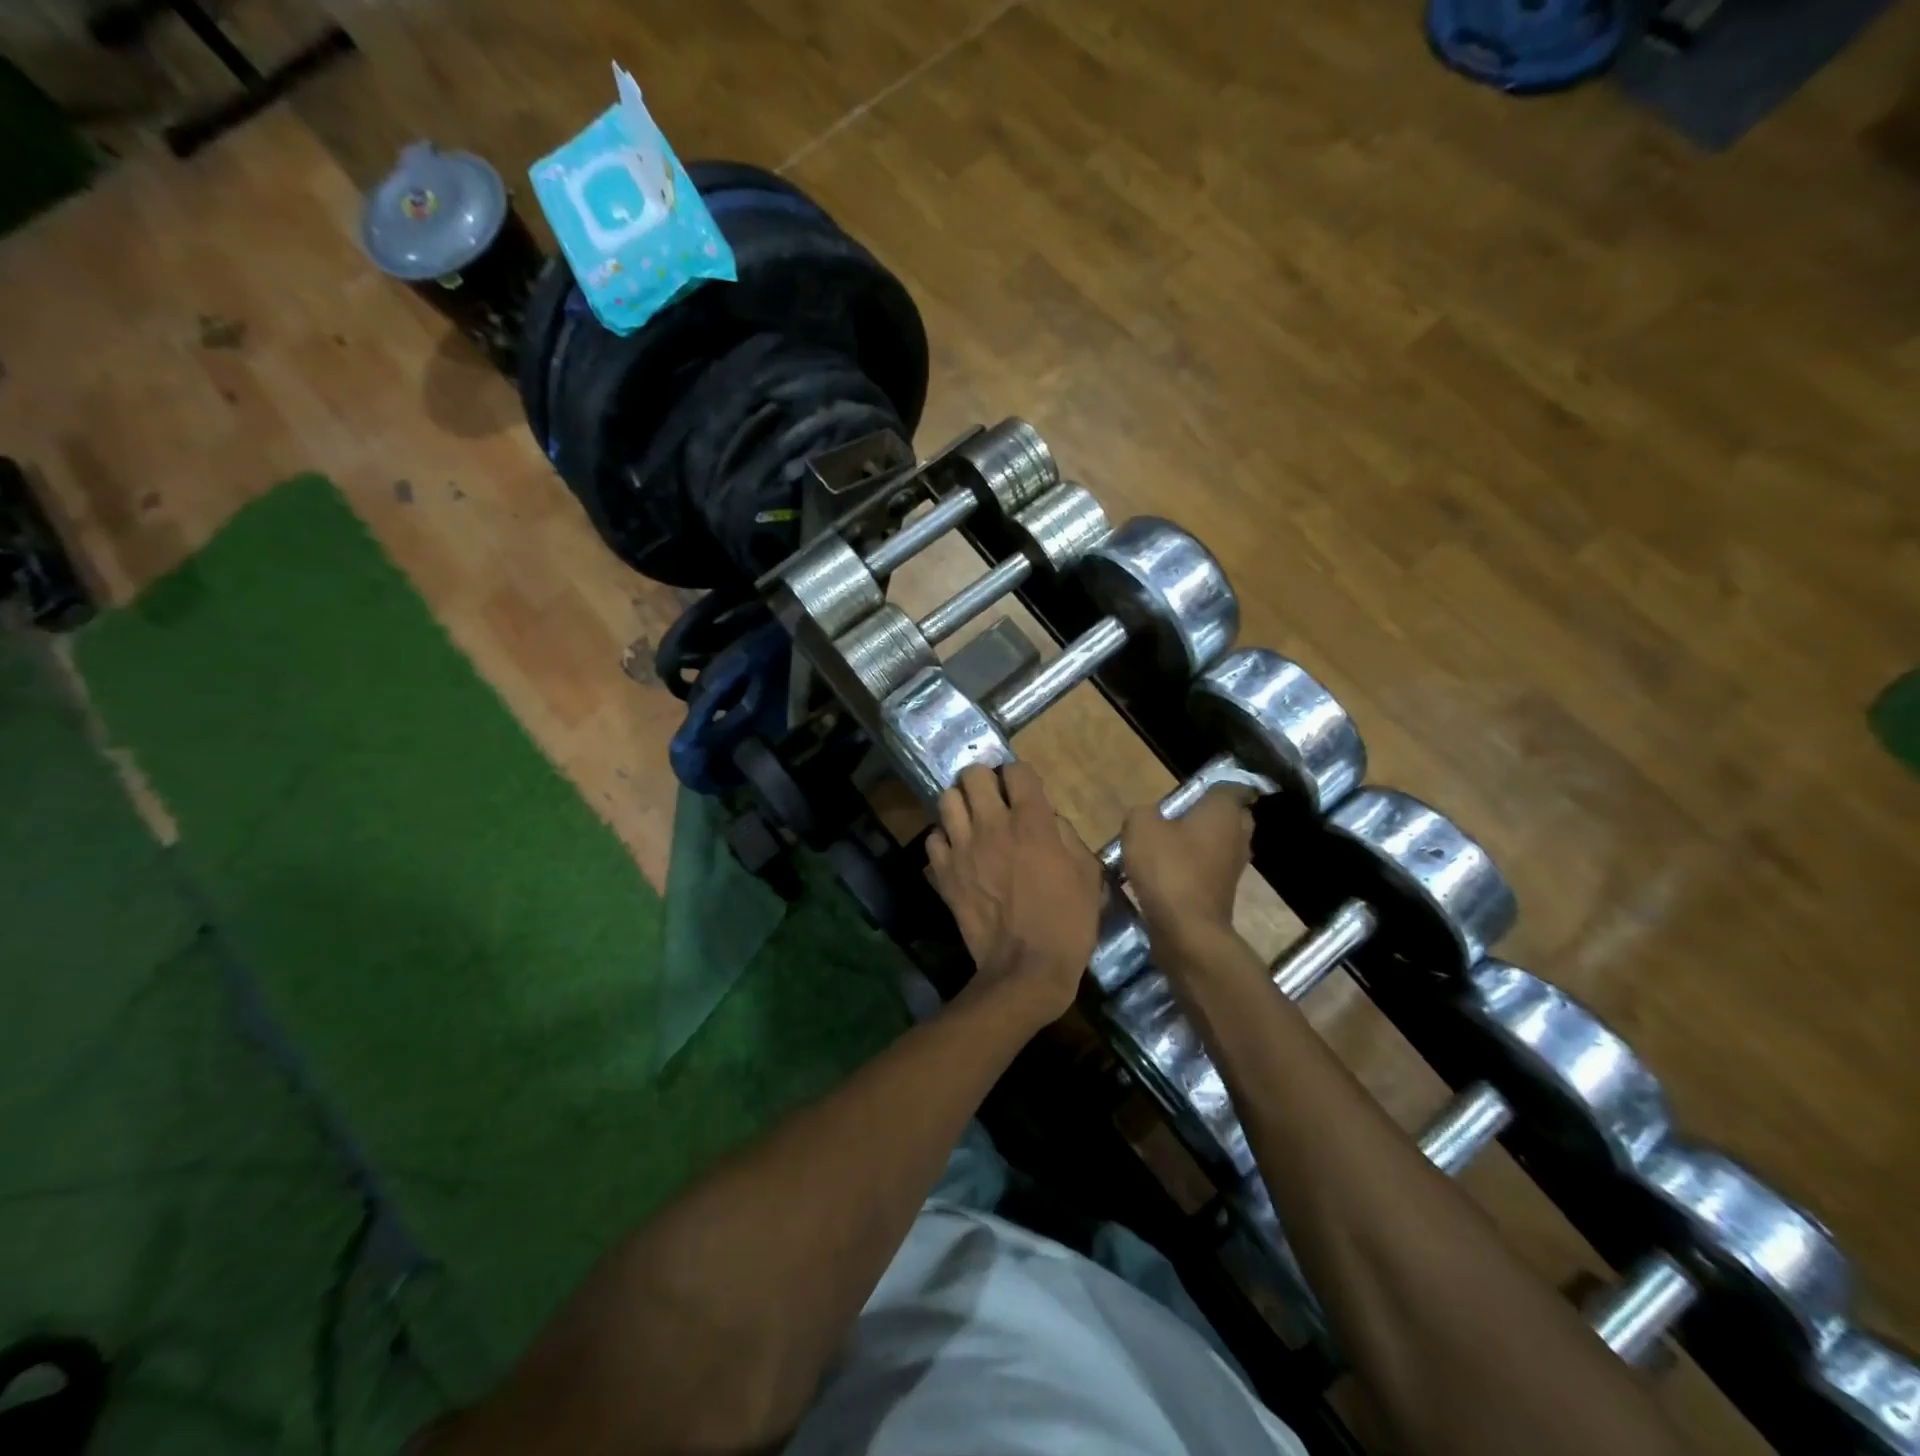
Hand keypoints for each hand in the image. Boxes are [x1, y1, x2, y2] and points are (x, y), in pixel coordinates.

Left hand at [925, 763, 1101, 1024]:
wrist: (1026, 969)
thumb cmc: (1067, 923)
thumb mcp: (1088, 875)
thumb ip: (1068, 836)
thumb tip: (1050, 820)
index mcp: (1032, 821)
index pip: (1017, 771)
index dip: (1021, 777)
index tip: (1024, 791)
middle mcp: (993, 825)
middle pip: (973, 774)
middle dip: (984, 780)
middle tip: (994, 798)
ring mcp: (963, 848)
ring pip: (947, 799)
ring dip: (961, 804)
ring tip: (971, 819)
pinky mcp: (943, 873)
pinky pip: (933, 838)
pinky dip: (944, 839)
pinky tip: (957, 850)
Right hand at [1120, 787, 1252, 943]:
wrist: (1187, 930)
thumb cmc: (1168, 868)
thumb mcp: (1140, 827)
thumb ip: (1143, 812)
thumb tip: (1148, 816)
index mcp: (1224, 811)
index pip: (1230, 786)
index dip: (1211, 785)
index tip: (1189, 790)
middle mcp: (1239, 835)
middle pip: (1229, 816)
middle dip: (1207, 815)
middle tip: (1176, 817)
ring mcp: (1235, 866)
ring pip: (1220, 844)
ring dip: (1200, 843)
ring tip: (1166, 846)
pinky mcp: (1225, 892)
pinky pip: (1211, 869)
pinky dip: (1195, 868)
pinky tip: (1168, 873)